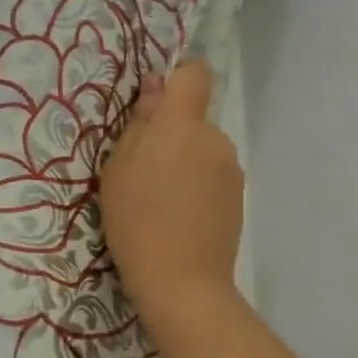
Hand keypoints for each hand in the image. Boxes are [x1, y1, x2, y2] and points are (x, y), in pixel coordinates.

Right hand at [99, 60, 245, 337]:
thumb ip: (140, 123)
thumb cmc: (136, 221)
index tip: (155, 104)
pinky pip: (214, 175)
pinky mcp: (239, 196)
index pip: (195, 74)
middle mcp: (215, 138)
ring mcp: (232, 168)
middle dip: (172, 135)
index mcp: (183, 124)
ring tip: (162, 202)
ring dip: (185, 162)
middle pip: (194, 119)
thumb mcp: (118, 169)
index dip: (177, 80)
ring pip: (203, 150)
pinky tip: (182, 217)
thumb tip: (155, 88)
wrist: (183, 282)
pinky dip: (199, 186)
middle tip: (144, 173)